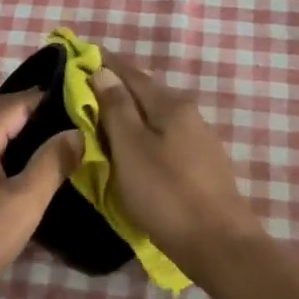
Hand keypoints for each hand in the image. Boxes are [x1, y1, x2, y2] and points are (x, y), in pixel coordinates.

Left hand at [0, 90, 81, 298]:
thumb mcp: (23, 204)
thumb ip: (51, 164)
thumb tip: (76, 132)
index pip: (14, 103)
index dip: (46, 99)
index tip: (80, 104)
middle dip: (31, 113)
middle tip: (70, 122)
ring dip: (15, 132)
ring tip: (51, 145)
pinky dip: (0, 150)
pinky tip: (17, 171)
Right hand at [95, 52, 263, 276]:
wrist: (219, 244)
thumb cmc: (166, 193)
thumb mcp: (131, 148)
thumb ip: (116, 108)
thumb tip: (103, 71)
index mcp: (170, 104)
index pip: (130, 72)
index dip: (104, 62)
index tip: (79, 54)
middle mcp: (188, 113)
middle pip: (144, 93)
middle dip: (114, 88)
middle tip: (82, 90)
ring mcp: (198, 140)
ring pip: (154, 117)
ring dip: (128, 113)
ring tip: (100, 120)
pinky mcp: (201, 165)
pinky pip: (163, 138)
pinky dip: (141, 135)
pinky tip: (130, 148)